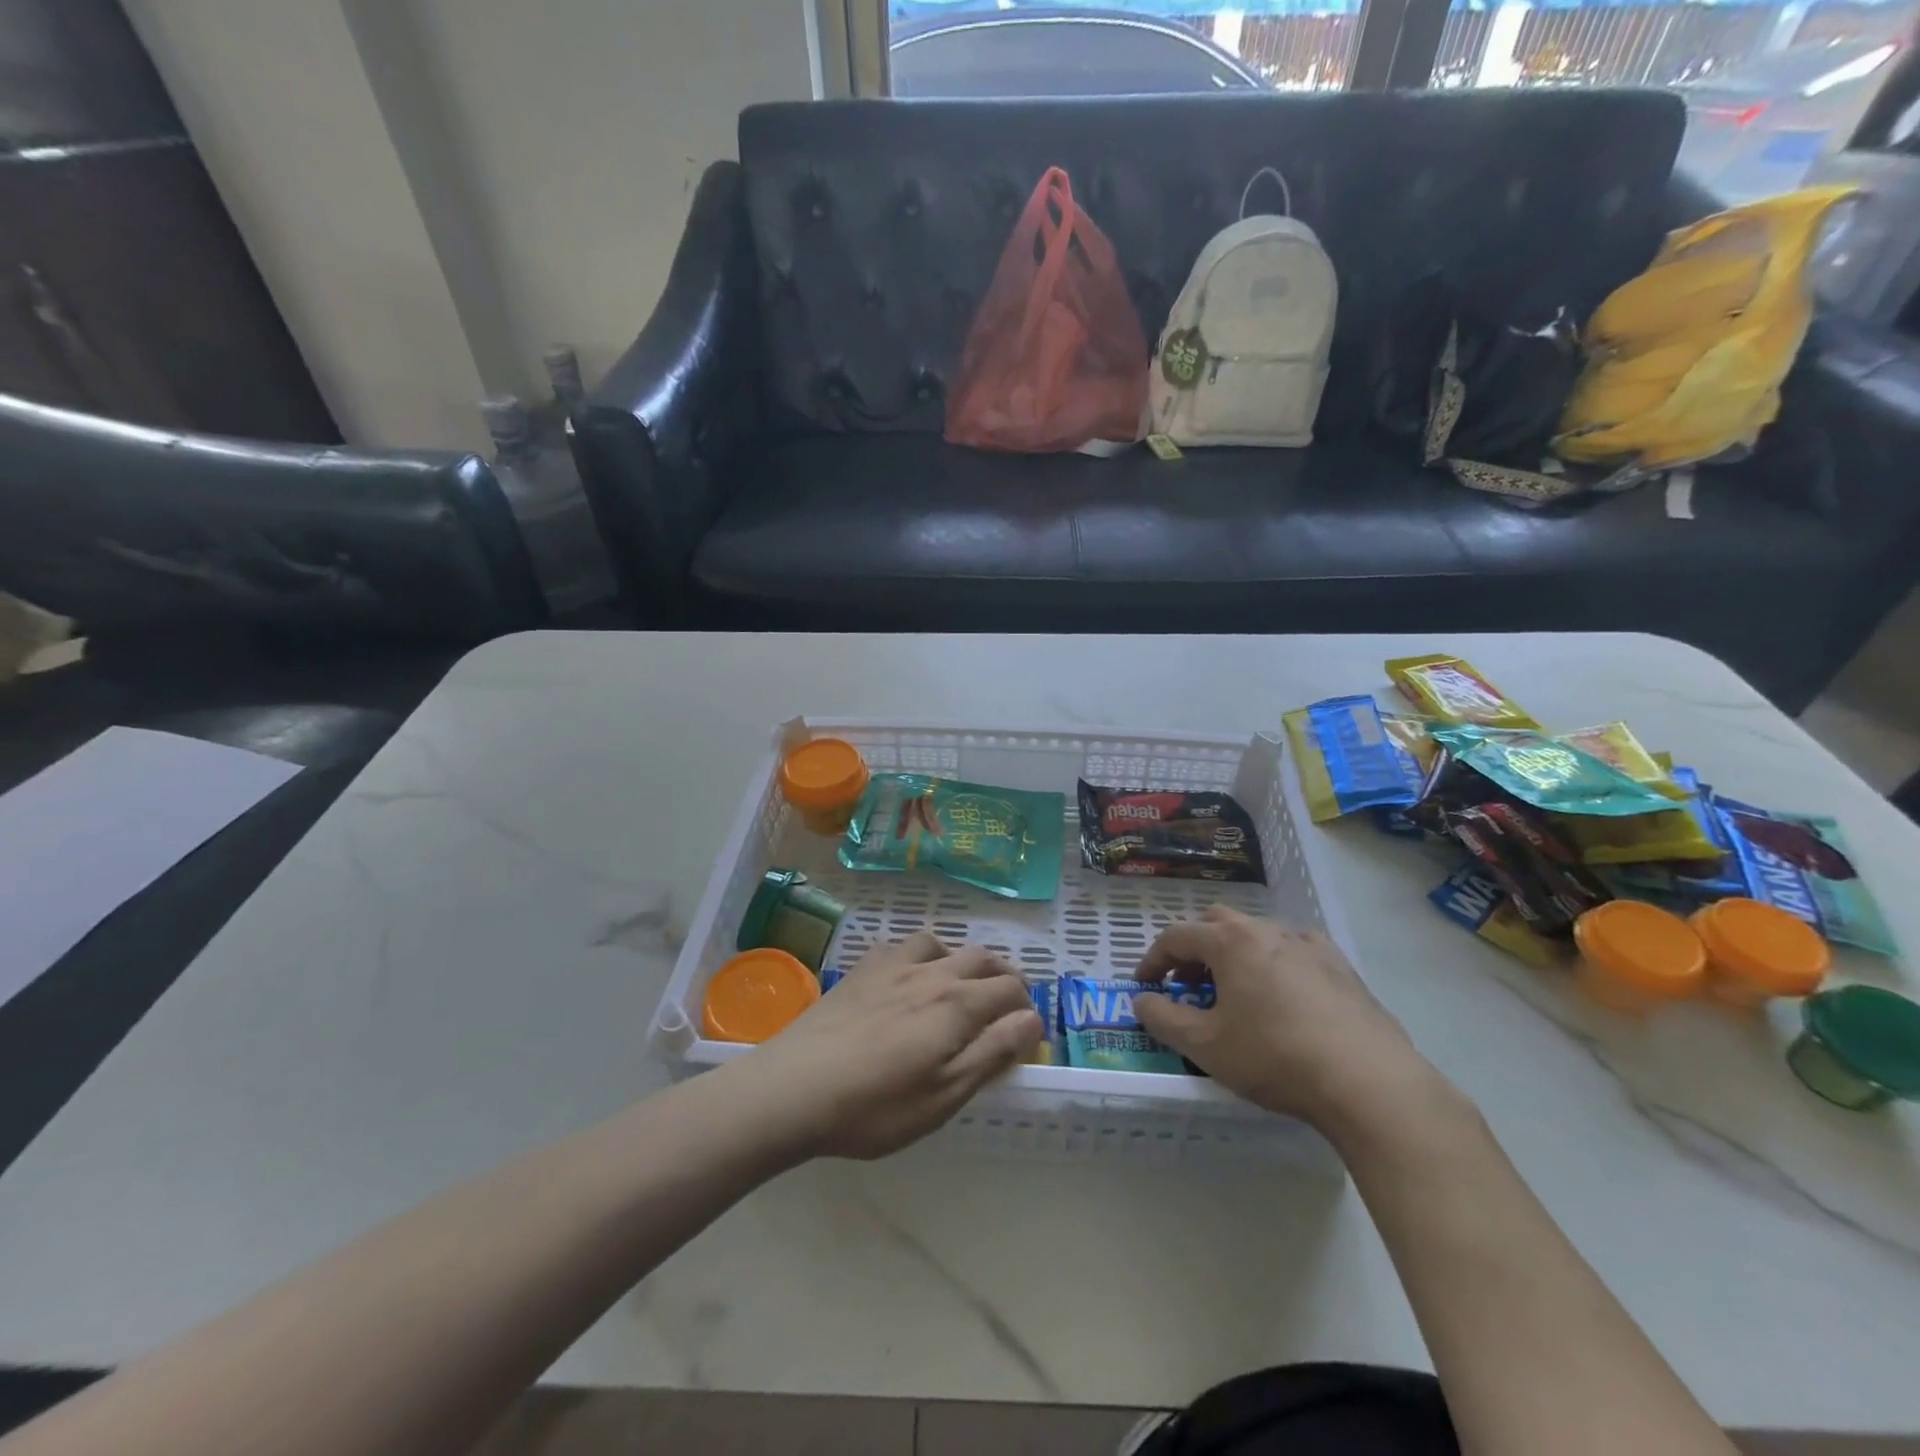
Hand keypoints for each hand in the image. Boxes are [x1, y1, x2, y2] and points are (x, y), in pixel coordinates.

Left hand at [739, 932, 1041, 1160]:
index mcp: (956, 1004)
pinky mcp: (861, 969)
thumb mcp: (944, 1095)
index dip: (1026, 1007)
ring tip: (961, 981)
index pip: (1009, 989)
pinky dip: (919, 954)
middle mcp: (930, 973)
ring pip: (941, 943)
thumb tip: (1032, 1019)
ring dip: (961, 958)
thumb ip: (992, 1053)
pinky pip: (901, 945)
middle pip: (981, 957)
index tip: (1027, 1032)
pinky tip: (908, 975)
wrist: (794, 1088)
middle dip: (1004, 974)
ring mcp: (892, 965)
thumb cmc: (875, 1106)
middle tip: (1007, 1000)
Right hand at [1131, 906, 1437, 1132]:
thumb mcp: (1205, 1046)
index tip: (1144, 986)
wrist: (1368, 1082)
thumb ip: (1163, 1019)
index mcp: (1229, 942)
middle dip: (1195, 950)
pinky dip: (1277, 962)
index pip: (1176, 936)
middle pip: (1216, 923)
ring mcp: (1308, 944)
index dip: (1152, 959)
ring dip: (1235, 954)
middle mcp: (1266, 930)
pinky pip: (1296, 949)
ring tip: (1236, 993)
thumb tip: (1142, 1001)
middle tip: (1189, 986)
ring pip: (1258, 933)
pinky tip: (1284, 994)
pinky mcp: (1341, 966)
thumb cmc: (1274, 1057)